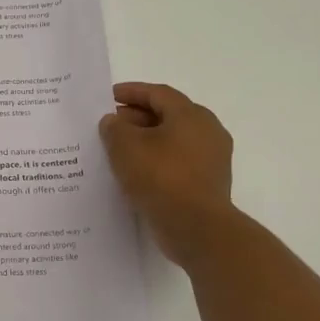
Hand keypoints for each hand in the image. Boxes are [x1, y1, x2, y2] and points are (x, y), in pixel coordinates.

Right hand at [99, 82, 236, 266]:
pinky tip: (135, 173)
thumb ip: (114, 128)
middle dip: (136, 118)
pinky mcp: (208, 183)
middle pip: (167, 115)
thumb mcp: (126, 147)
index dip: (131, 92)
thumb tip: (113, 122)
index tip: (108, 97)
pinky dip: (156, 161)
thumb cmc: (161, 178)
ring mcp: (211, 159)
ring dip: (145, 142)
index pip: (158, 94)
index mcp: (191, 115)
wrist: (197, 228)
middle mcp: (207, 131)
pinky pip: (177, 163)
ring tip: (118, 150)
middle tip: (110, 125)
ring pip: (172, 140)